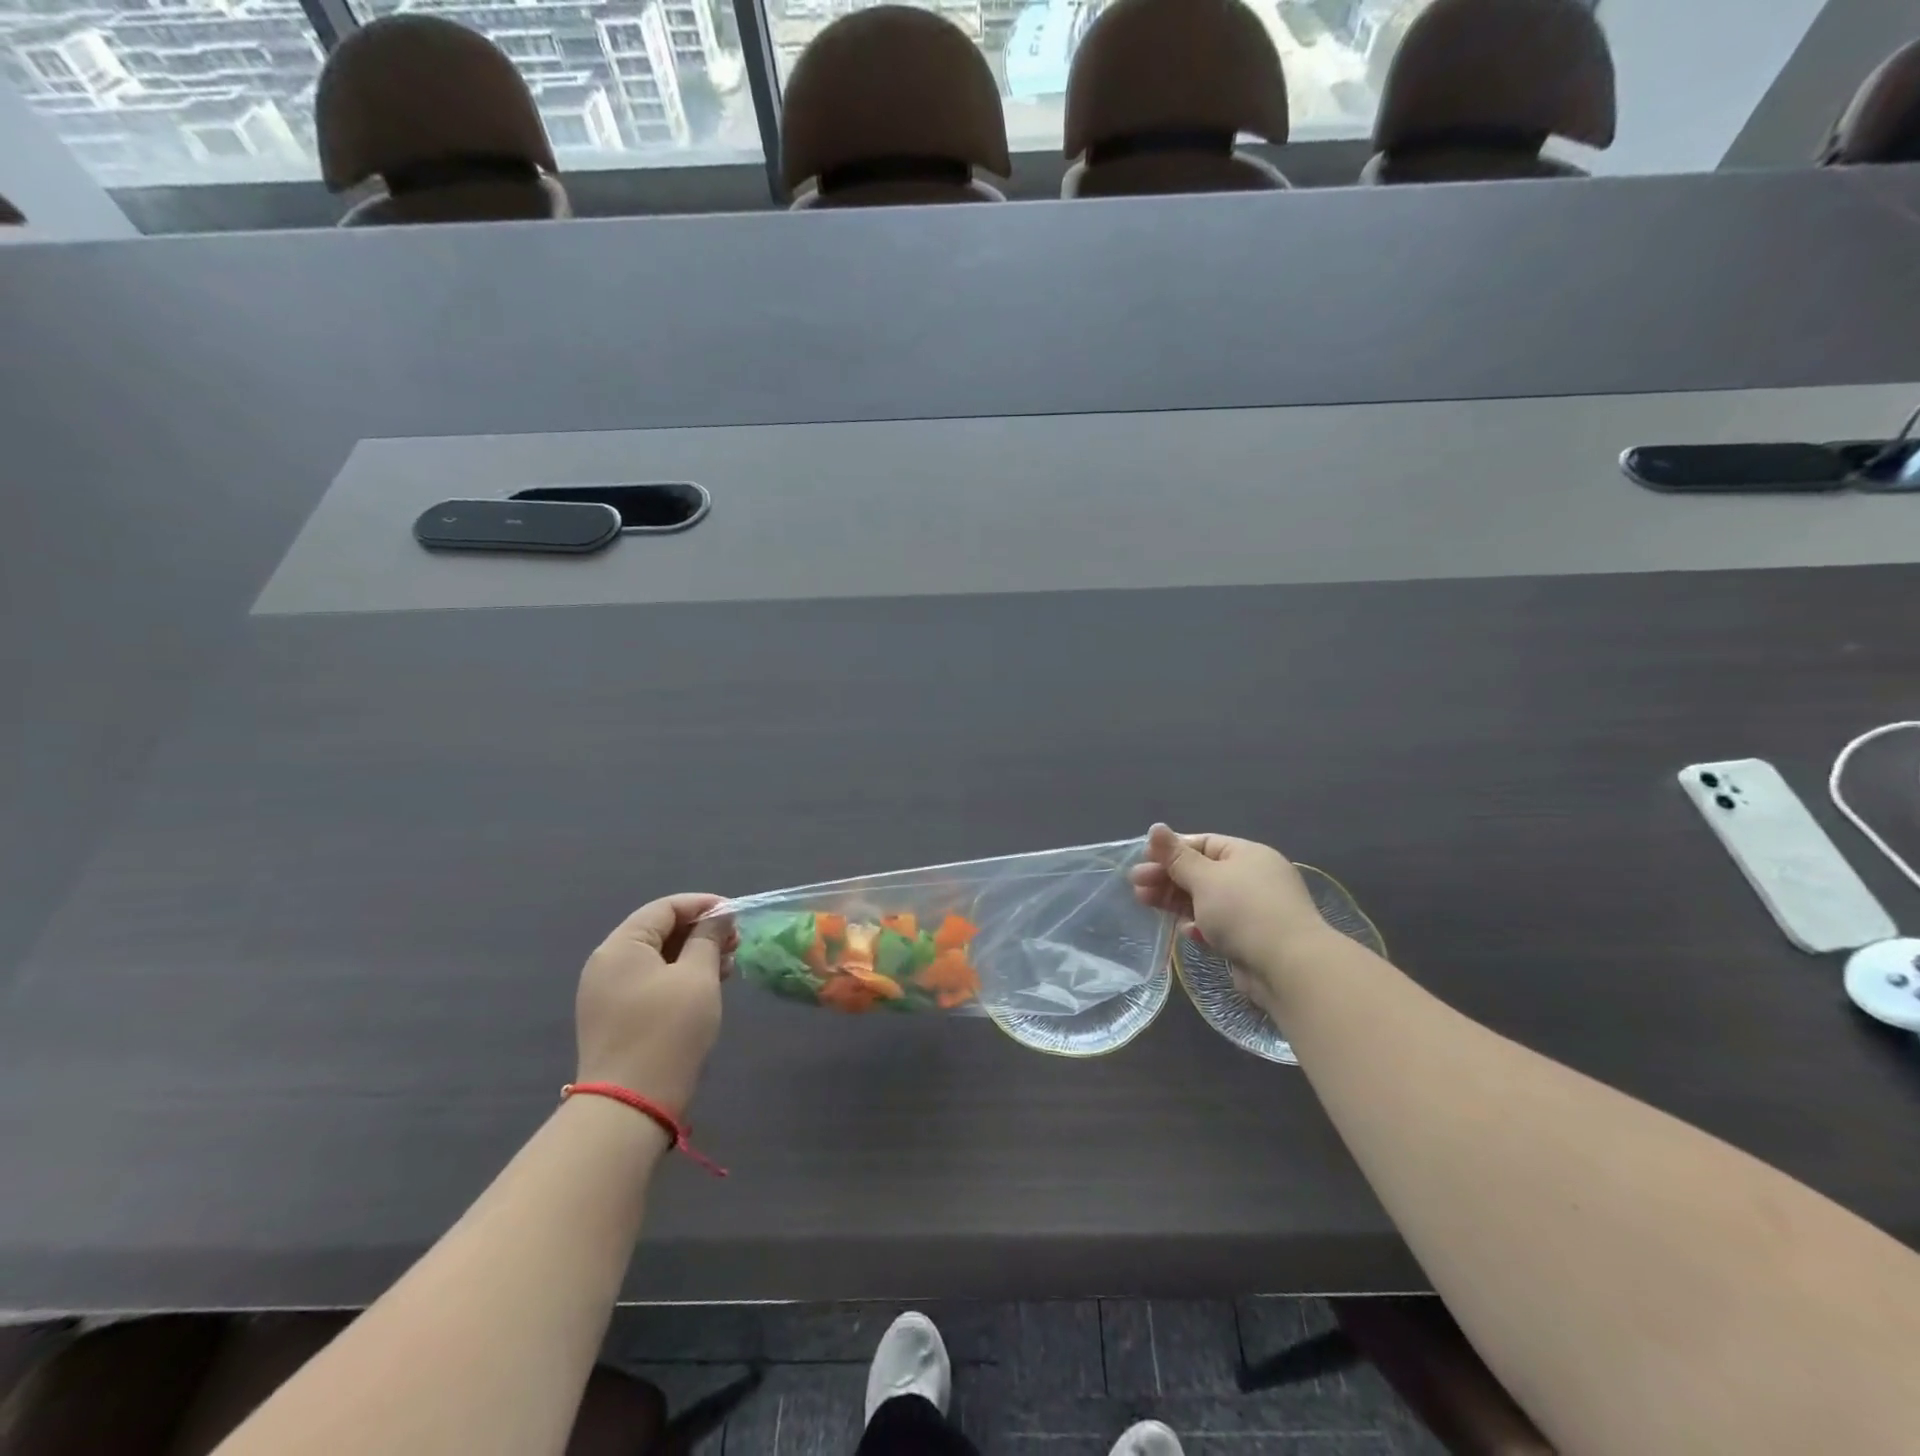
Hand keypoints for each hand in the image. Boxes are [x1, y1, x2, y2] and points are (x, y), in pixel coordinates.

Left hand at [576, 893, 731, 1116]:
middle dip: (700, 931)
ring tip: (728, 964)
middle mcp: (607, 963)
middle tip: (736, 941)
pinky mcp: (615, 1017)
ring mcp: (607, 992)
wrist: (630, 1105)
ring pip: (657, 958)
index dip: (702, 904)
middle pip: (659, 931)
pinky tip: (708, 986)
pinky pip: (651, 981)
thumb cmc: (668, 1030)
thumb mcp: (698, 976)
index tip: (735, 913)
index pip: (664, 908)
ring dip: (693, 954)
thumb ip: (709, 938)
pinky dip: (680, 976)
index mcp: (621, 946)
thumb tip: (718, 916)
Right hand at [1129, 824, 1332, 1001]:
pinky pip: (1219, 927)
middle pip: (1201, 872)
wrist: (1289, 968)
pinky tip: (1188, 933)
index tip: (1142, 860)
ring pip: (1206, 900)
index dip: (1170, 850)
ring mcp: (1254, 911)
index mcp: (1247, 854)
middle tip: (1135, 885)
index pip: (1202, 844)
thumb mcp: (1204, 878)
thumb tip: (1156, 827)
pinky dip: (1201, 926)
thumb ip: (1176, 856)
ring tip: (1145, 904)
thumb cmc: (1243, 911)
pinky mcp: (1251, 940)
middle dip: (1167, 877)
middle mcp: (1253, 878)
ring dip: (1176, 902)